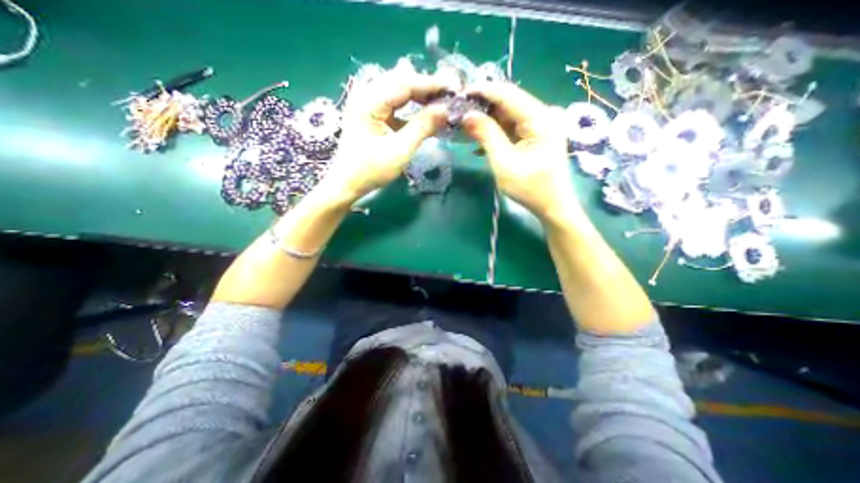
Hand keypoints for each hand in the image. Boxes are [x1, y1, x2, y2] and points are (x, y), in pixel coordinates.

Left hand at [318, 71, 451, 202]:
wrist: (347, 183)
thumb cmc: (371, 170)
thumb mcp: (400, 150)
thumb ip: (423, 127)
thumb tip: (446, 110)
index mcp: (369, 101)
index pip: (405, 83)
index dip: (431, 84)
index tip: (455, 88)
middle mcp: (366, 94)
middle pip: (401, 81)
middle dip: (427, 88)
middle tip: (450, 95)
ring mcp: (367, 103)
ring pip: (399, 90)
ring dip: (420, 96)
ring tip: (441, 102)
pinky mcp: (371, 114)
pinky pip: (395, 103)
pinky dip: (411, 107)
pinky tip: (425, 112)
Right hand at [464, 81, 576, 221]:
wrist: (552, 205)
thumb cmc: (530, 188)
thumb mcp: (504, 163)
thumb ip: (486, 135)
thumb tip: (467, 115)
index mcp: (540, 118)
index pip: (507, 94)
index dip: (482, 91)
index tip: (459, 94)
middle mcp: (543, 114)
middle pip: (508, 102)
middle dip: (482, 108)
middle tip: (458, 114)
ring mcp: (541, 124)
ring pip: (508, 115)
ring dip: (486, 122)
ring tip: (464, 128)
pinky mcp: (536, 134)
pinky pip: (512, 127)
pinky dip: (495, 133)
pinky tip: (479, 144)